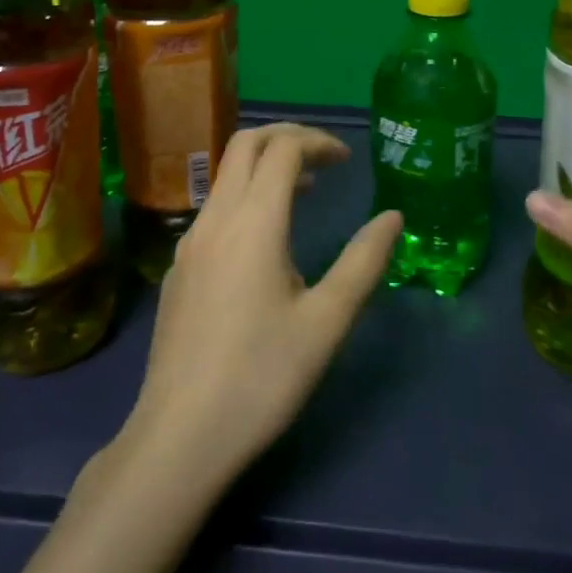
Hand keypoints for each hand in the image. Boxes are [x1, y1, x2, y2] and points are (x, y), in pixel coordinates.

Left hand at [121, 124, 401, 488]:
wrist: (180, 435)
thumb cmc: (262, 376)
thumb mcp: (327, 321)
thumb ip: (363, 261)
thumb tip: (393, 216)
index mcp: (254, 221)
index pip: (283, 149)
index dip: (318, 142)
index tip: (347, 161)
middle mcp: (216, 218)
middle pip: (245, 144)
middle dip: (286, 137)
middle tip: (324, 157)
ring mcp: (189, 242)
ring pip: (225, 176)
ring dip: (264, 167)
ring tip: (304, 191)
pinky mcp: (177, 269)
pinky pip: (214, 209)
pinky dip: (245, 198)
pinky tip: (264, 243)